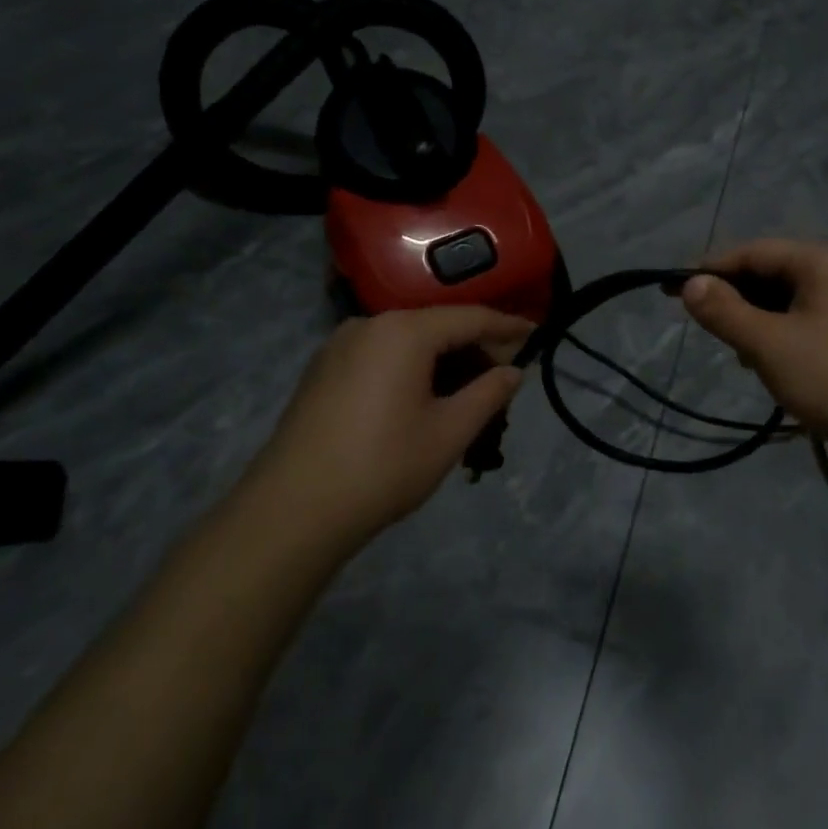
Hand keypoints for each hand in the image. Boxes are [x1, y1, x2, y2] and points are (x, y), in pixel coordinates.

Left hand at [244, 306, 530, 547]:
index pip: (470, 317)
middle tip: (504, 377)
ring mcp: (340, 345)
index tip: (536, 335)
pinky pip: (382, 355)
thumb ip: (488, 393)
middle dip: (474, 348)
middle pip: (437, 326)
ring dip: (443, 361)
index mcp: (404, 332)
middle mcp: (370, 324)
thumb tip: (513, 371)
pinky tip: (424, 399)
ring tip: (468, 393)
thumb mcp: (449, 433)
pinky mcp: (323, 369)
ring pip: (408, 342)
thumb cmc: (382, 467)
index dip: (507, 327)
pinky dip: (411, 368)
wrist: (291, 511)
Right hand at [681, 240, 827, 460]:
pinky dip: (778, 334)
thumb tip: (689, 283)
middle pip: (770, 272)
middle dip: (735, 299)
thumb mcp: (768, 345)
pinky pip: (803, 318)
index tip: (672, 289)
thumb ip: (724, 311)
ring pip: (784, 299)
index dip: (710, 269)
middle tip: (706, 328)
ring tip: (740, 354)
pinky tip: (768, 363)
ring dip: (755, 321)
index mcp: (823, 260)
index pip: (753, 251)